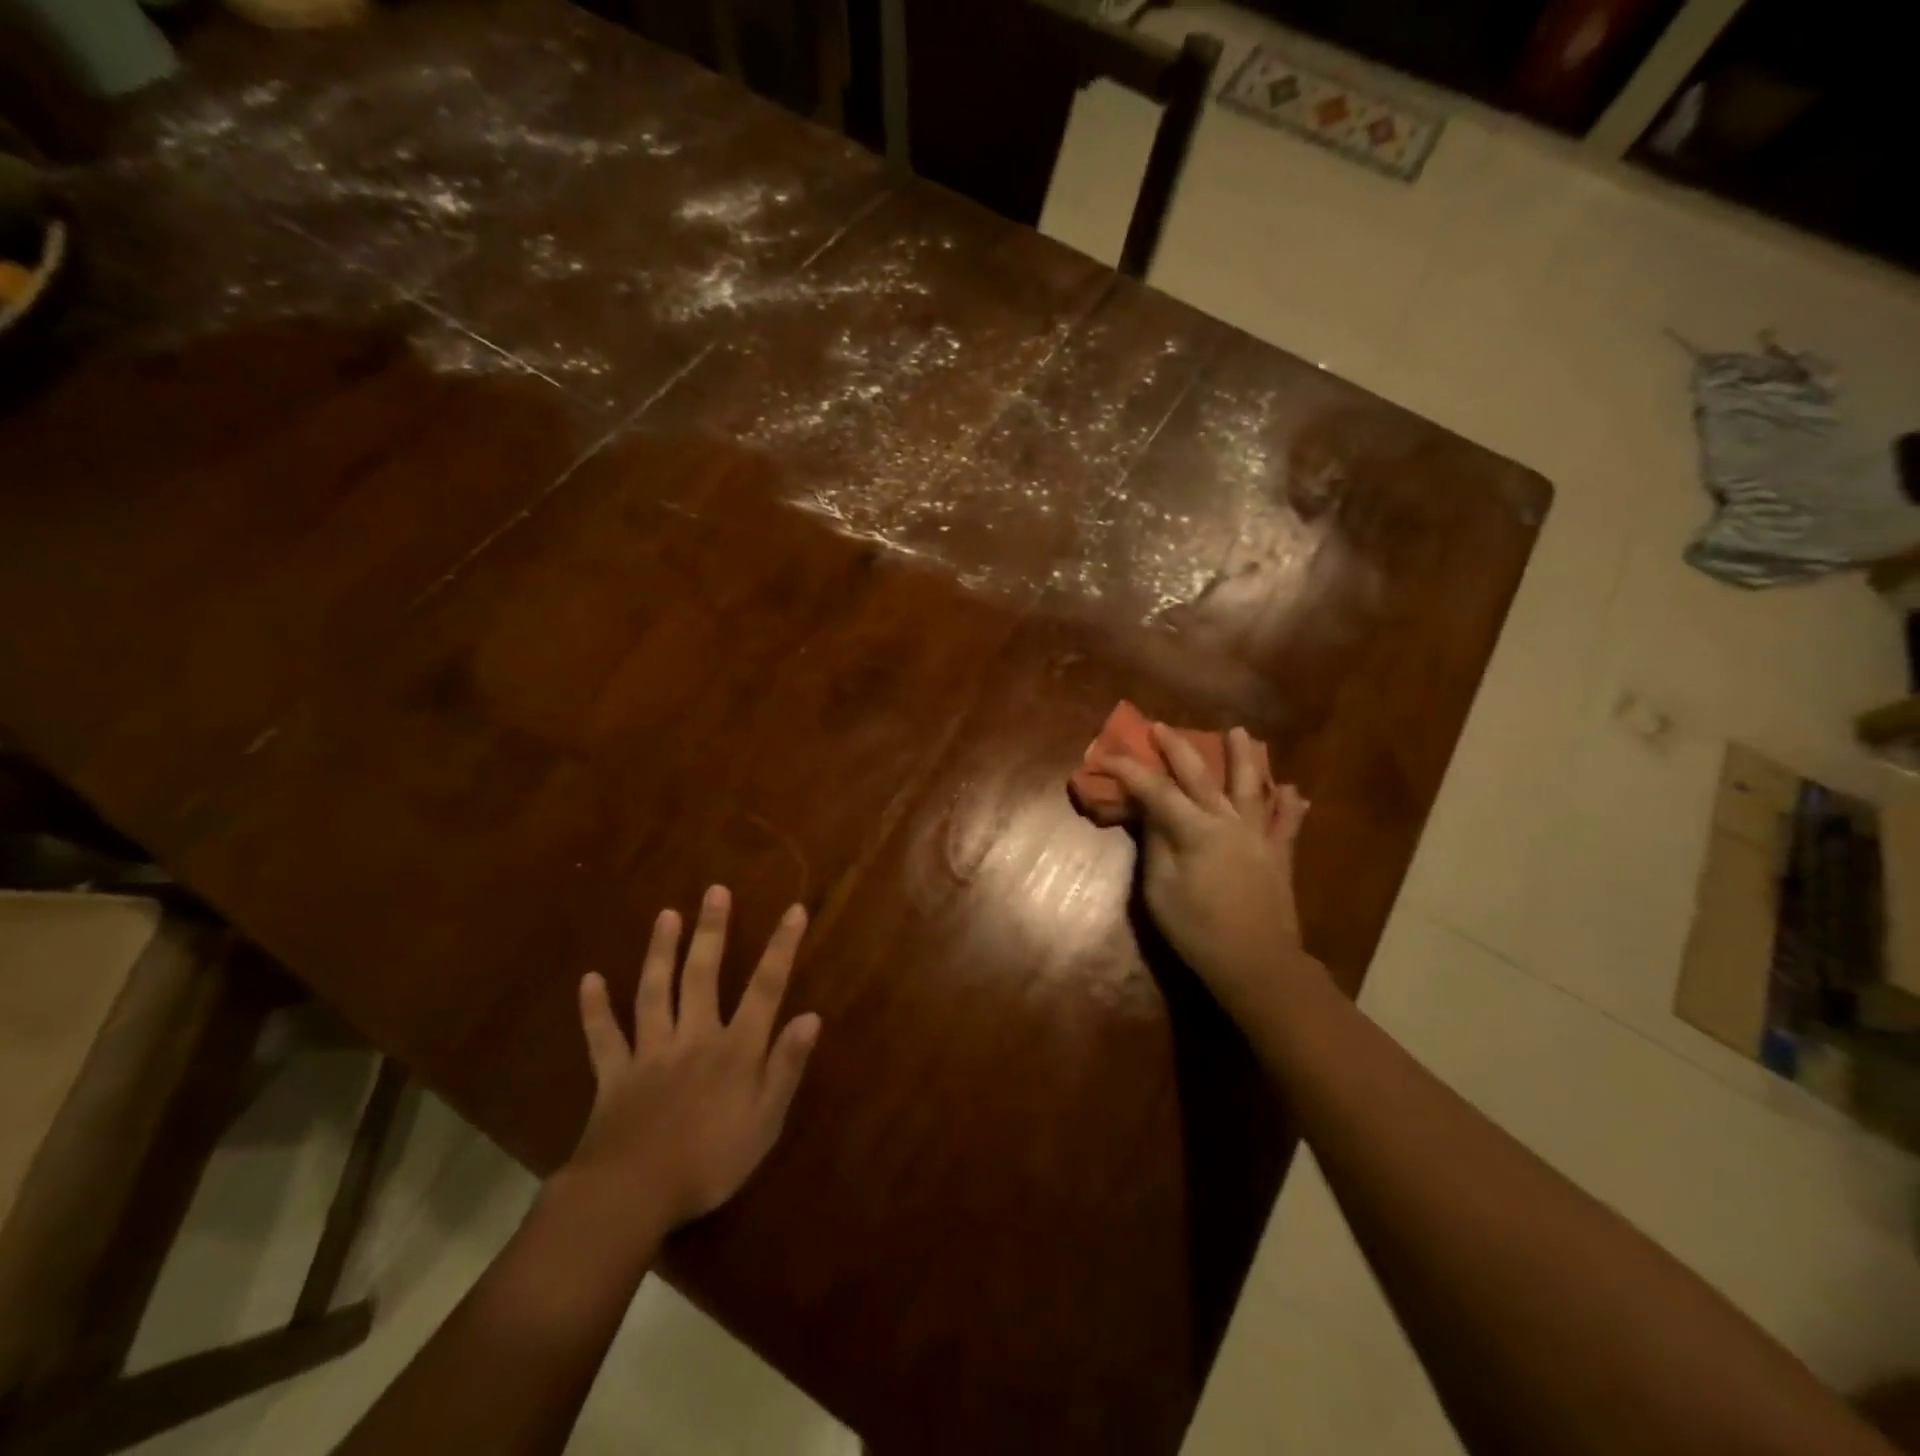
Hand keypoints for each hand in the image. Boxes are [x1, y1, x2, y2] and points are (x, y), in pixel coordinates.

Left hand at [563, 885, 821, 1235]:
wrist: (633, 1195)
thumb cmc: (711, 1161)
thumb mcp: (766, 1121)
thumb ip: (786, 1066)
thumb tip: (811, 1016)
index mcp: (735, 1049)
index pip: (765, 988)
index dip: (781, 948)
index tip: (793, 910)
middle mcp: (693, 1037)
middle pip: (703, 975)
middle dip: (711, 931)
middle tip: (714, 891)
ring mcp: (650, 1052)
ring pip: (655, 992)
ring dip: (661, 951)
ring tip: (666, 914)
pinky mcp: (614, 1075)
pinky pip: (603, 1036)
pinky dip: (594, 1009)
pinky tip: (589, 980)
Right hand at [1104, 723, 1317, 1020]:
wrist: (1256, 963)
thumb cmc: (1197, 930)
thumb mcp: (1160, 890)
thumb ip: (1156, 846)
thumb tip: (1150, 813)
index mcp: (1195, 831)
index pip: (1156, 791)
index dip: (1129, 771)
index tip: (1106, 755)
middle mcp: (1228, 822)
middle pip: (1200, 776)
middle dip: (1178, 748)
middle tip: (1160, 727)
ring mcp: (1258, 836)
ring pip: (1251, 786)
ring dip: (1244, 757)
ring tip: (1240, 732)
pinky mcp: (1279, 855)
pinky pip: (1287, 824)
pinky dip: (1290, 806)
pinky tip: (1294, 792)